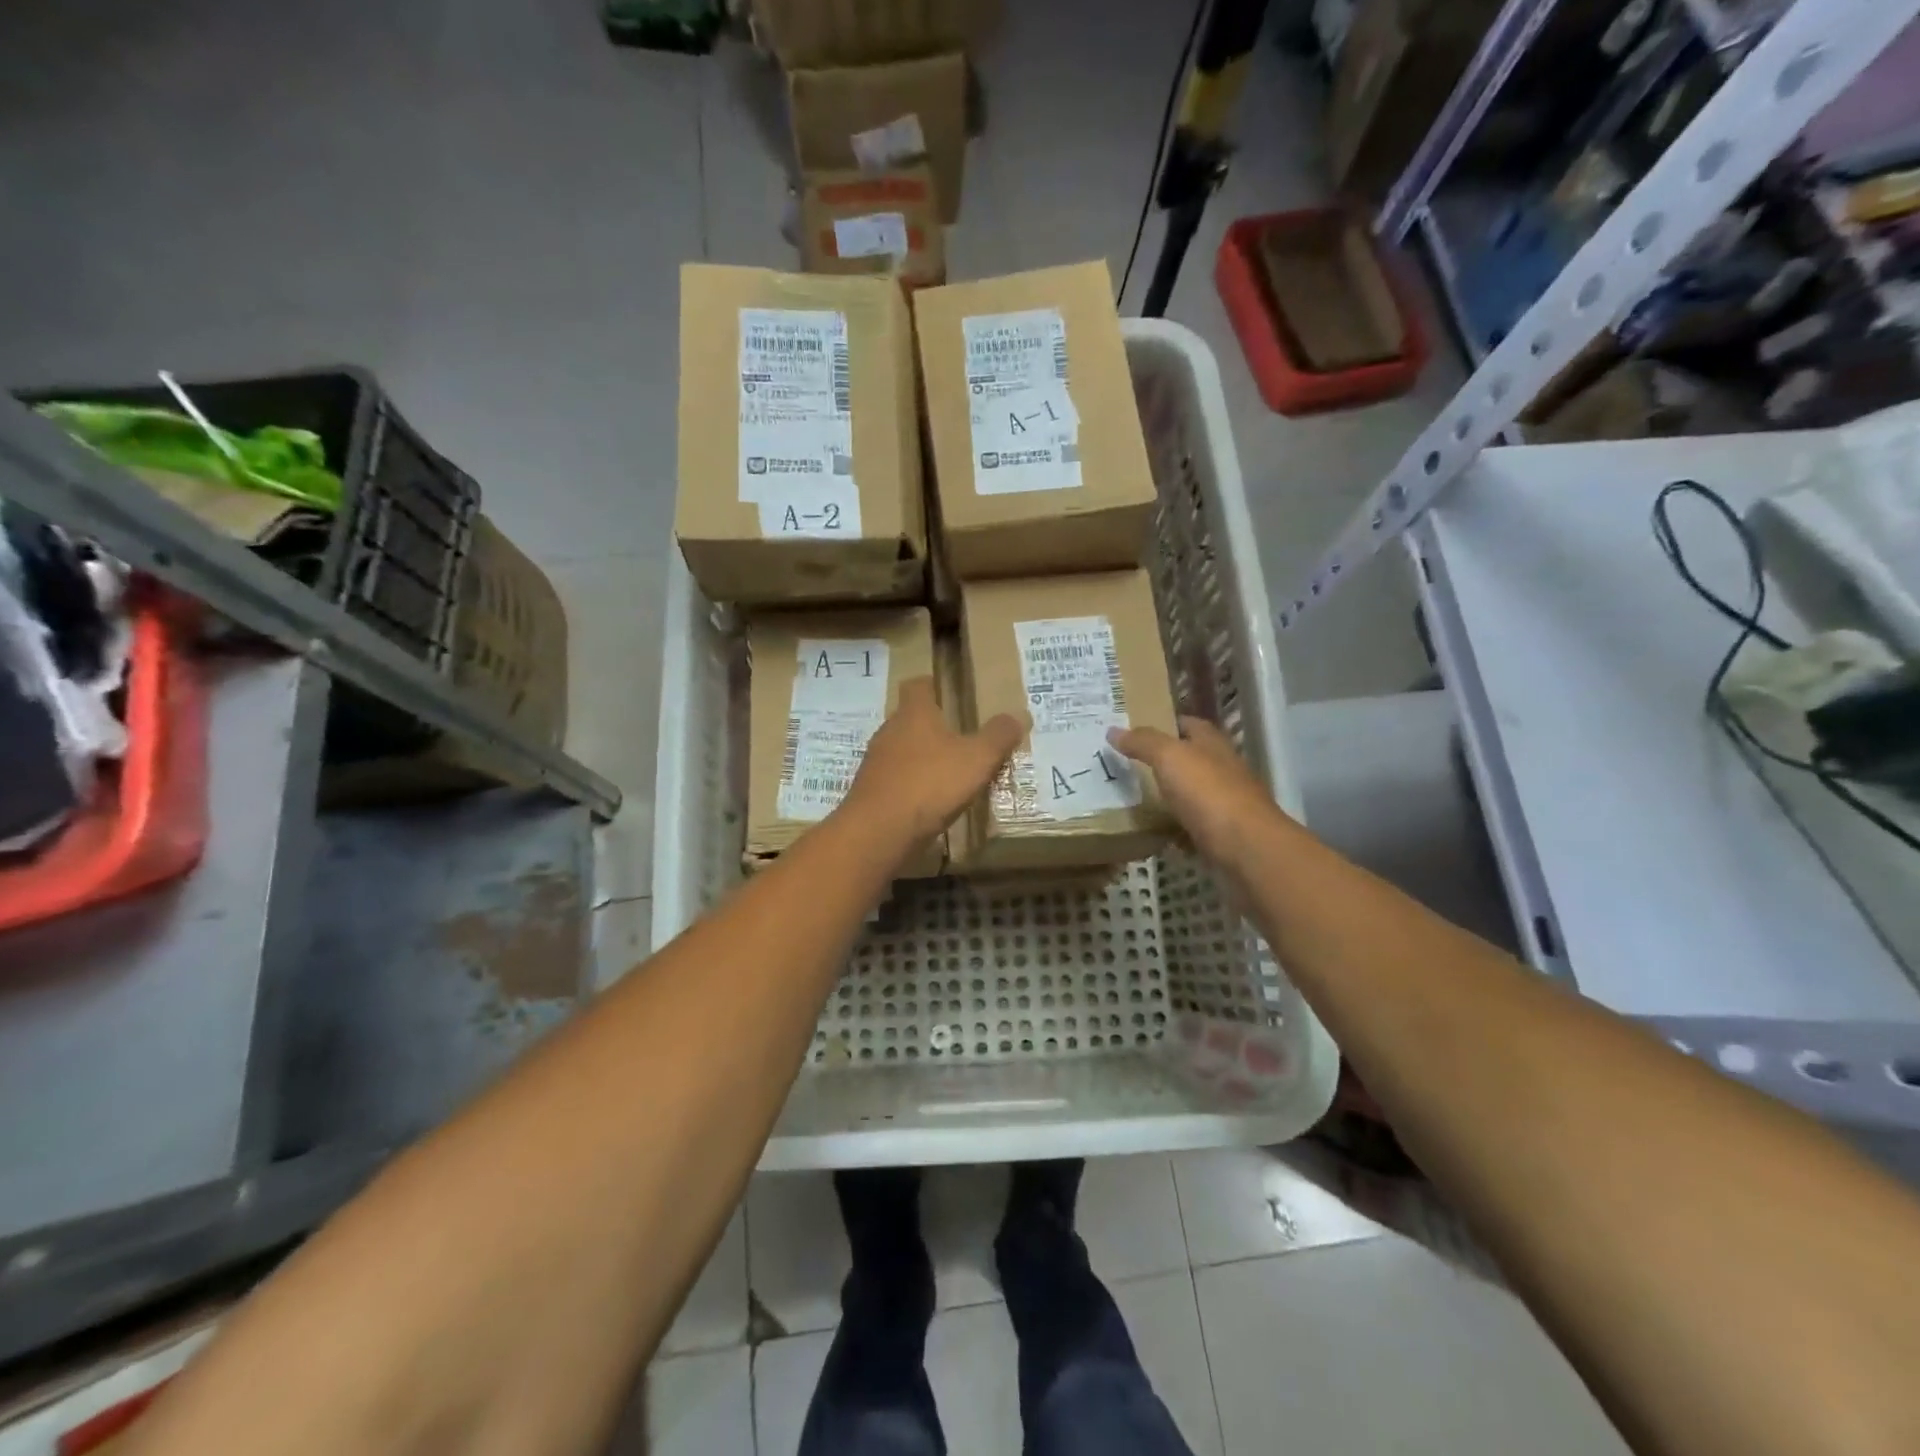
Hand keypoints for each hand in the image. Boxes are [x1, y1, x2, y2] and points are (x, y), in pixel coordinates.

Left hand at [840, 677, 1024, 852]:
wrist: (879, 831)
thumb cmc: (930, 783)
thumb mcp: (977, 759)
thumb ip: (998, 736)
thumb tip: (1019, 714)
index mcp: (914, 714)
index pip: (917, 685)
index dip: (932, 685)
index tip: (947, 690)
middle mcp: (889, 731)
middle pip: (909, 719)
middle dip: (931, 726)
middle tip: (958, 736)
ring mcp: (875, 763)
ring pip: (901, 750)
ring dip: (920, 758)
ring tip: (947, 771)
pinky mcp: (870, 792)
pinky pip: (894, 780)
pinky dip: (910, 785)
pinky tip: (928, 801)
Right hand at [1107, 717, 1285, 872]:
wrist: (1246, 848)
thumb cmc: (1208, 793)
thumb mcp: (1170, 757)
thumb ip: (1143, 742)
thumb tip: (1113, 730)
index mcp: (1212, 744)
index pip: (1187, 724)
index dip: (1162, 723)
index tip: (1131, 730)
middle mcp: (1221, 769)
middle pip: (1187, 760)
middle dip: (1159, 762)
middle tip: (1122, 765)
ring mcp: (1223, 803)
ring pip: (1188, 794)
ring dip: (1165, 797)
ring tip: (1128, 798)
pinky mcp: (1220, 834)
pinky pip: (1189, 827)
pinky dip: (1172, 829)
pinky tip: (1150, 832)